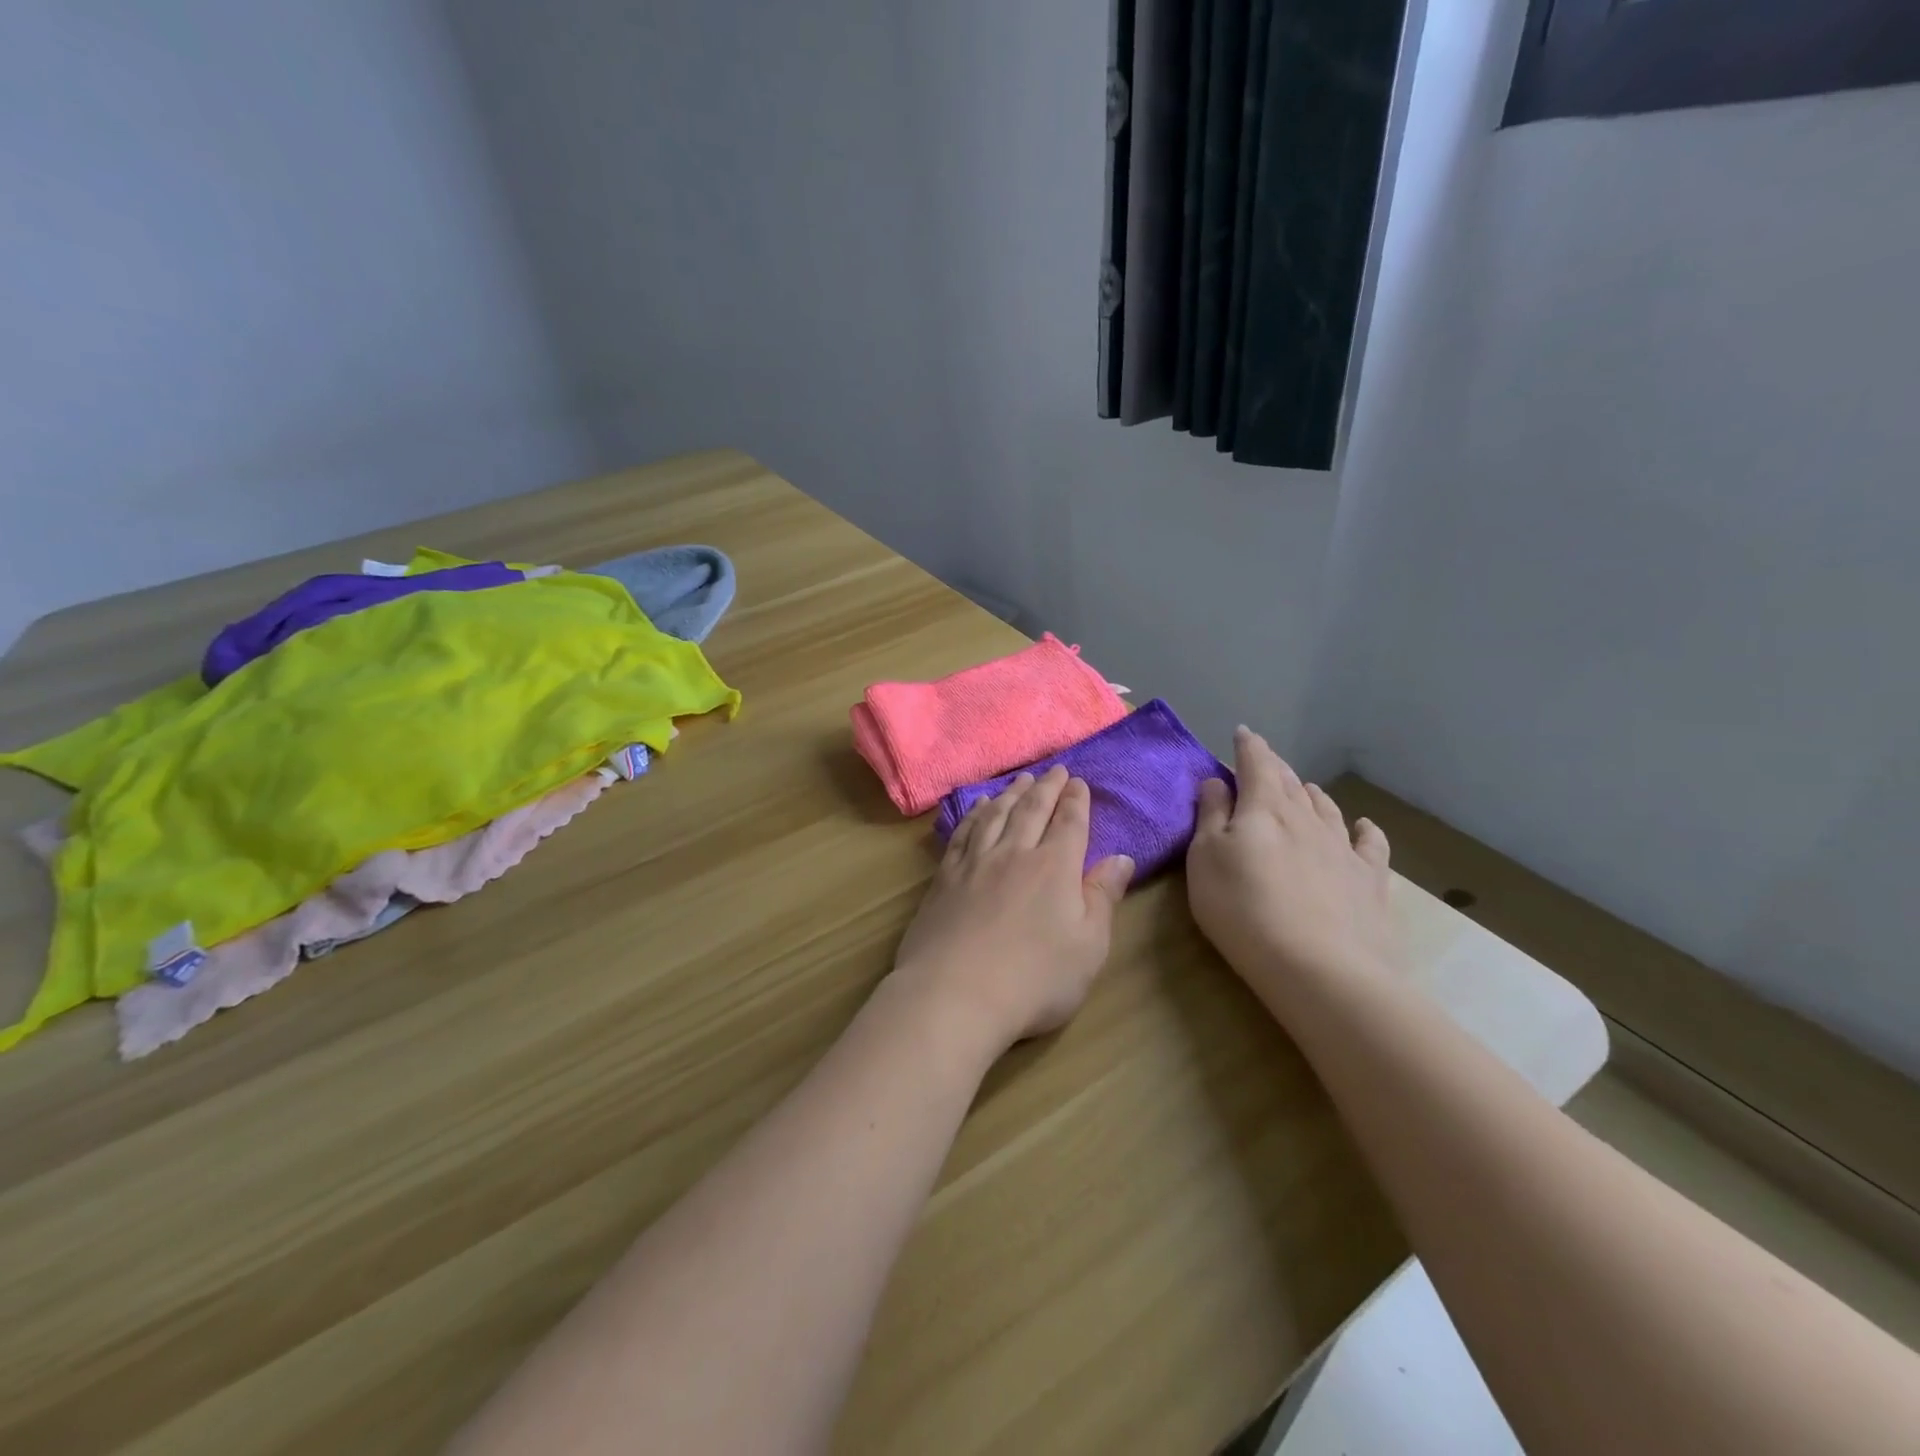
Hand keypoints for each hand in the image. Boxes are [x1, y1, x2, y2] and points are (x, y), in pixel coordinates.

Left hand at [894, 765, 1134, 1054]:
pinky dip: (974, 813)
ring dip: (1012, 793)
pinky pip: (964, 832)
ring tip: (1022, 779)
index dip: (1076, 800)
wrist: (954, 995)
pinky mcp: (945, 876)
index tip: (1079, 782)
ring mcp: (976, 862)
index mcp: (1055, 867)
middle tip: (1055, 770)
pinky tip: (978, 806)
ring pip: (997, 814)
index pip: (1070, 823)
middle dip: (1047, 788)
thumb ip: (1103, 898)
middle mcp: (1015, 853)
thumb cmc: (1034, 980)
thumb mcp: (1088, 947)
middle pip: (1033, 810)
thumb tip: (1121, 858)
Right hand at [1186, 726, 1397, 993]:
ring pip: (1326, 807)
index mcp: (1263, 807)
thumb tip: (1216, 781)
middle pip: (1290, 781)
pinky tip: (1363, 825)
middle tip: (1264, 760)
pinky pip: (1370, 843)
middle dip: (1275, 767)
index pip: (1256, 763)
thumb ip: (1210, 816)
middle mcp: (1306, 817)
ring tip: (1304, 787)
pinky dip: (1364, 828)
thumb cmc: (1243, 909)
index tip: (1242, 733)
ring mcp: (1342, 847)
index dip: (1248, 745)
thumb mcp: (1205, 859)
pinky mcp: (1370, 880)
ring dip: (1311, 793)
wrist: (1320, 968)